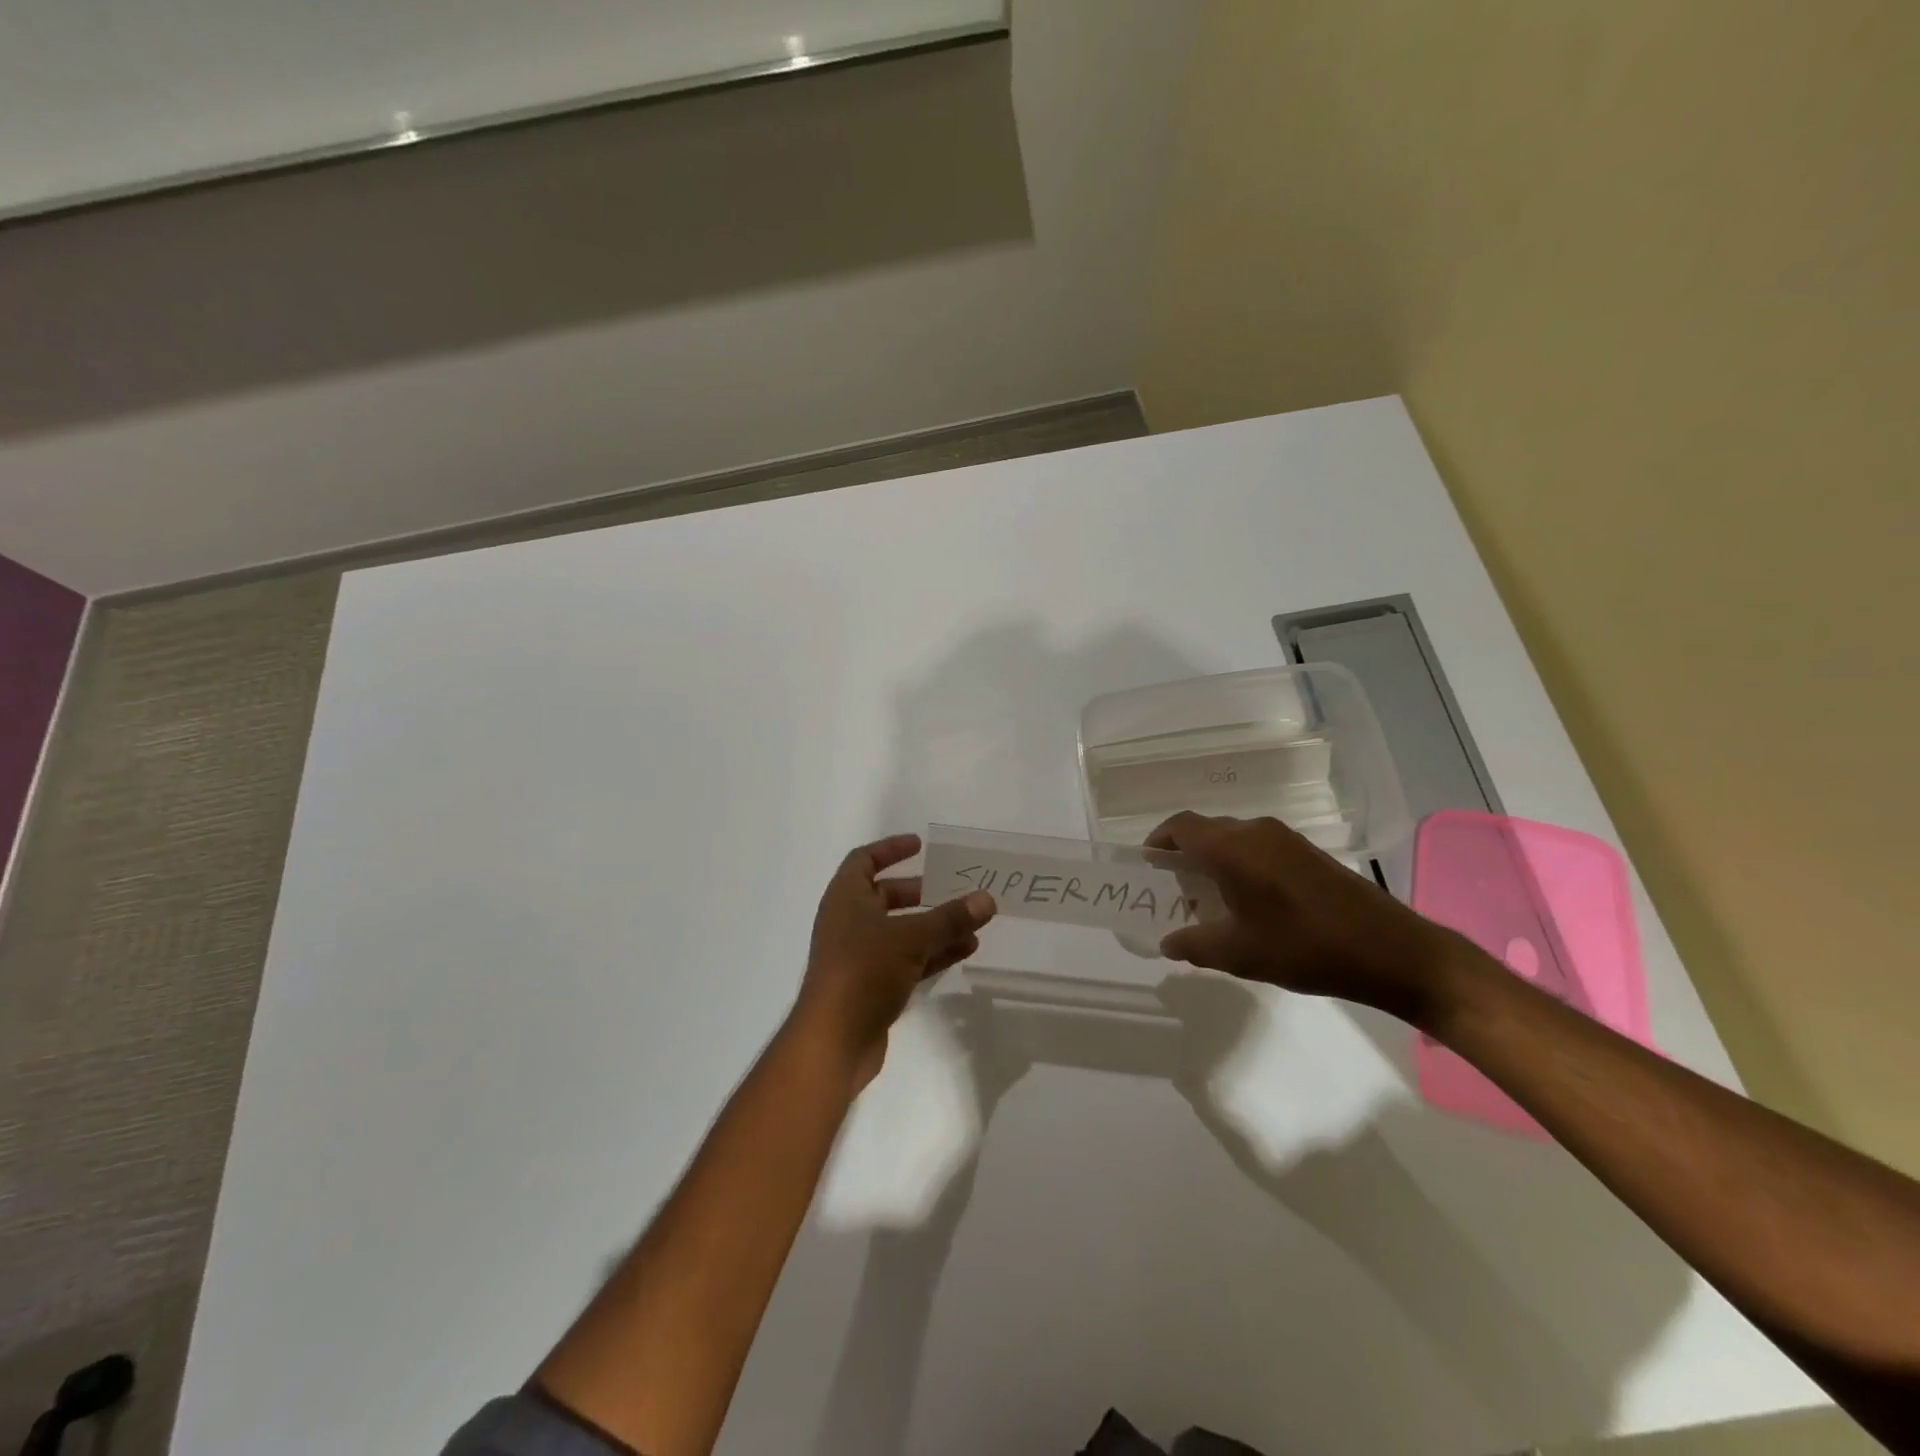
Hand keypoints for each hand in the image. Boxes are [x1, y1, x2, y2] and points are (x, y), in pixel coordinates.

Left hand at [794, 834, 996, 1085]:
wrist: (834, 1040)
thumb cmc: (864, 971)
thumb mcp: (911, 937)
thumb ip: (950, 918)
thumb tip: (987, 898)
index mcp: (845, 899)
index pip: (864, 860)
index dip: (890, 849)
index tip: (920, 845)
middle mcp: (848, 923)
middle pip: (884, 896)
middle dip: (919, 892)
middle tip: (952, 888)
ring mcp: (859, 957)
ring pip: (901, 931)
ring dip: (934, 925)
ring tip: (973, 922)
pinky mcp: (871, 986)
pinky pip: (906, 960)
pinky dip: (932, 953)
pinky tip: (965, 950)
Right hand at [1145, 811, 1477, 1026]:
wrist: (1390, 950)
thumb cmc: (1304, 947)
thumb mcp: (1239, 953)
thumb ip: (1194, 944)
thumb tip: (1167, 942)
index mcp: (1232, 848)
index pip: (1181, 827)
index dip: (1158, 841)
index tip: (1146, 866)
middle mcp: (1256, 832)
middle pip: (1206, 831)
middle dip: (1183, 855)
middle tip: (1172, 890)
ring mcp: (1285, 839)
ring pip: (1233, 839)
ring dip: (1213, 861)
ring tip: (1207, 901)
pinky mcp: (1307, 853)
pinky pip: (1258, 848)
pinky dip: (1239, 865)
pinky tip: (1247, 902)